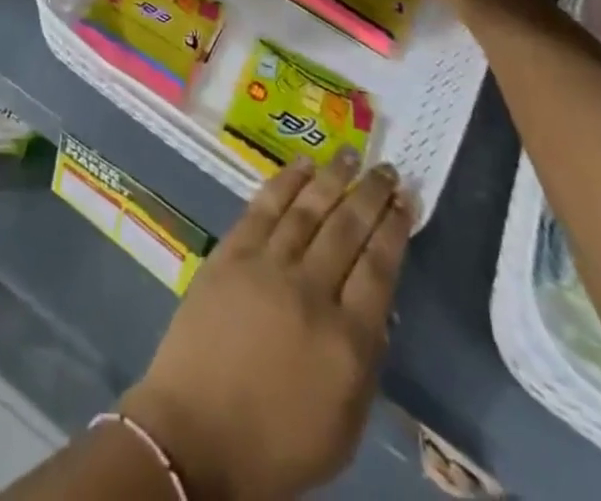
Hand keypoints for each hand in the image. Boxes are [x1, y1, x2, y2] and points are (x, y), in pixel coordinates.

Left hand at [121, 153, 414, 500]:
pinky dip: (285, 182)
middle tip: (387, 168)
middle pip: (347, 229)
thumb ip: (365, 362)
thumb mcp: (343, 426)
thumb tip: (377, 309)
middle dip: (371, 195)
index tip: (406, 200)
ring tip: (352, 154)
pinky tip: (302, 165)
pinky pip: (263, 207)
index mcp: (347, 342)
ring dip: (332, 177)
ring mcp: (267, 266)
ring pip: (308, 208)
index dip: (395, 229)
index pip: (380, 269)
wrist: (194, 434)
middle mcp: (311, 291)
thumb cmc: (275, 445)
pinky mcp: (231, 253)